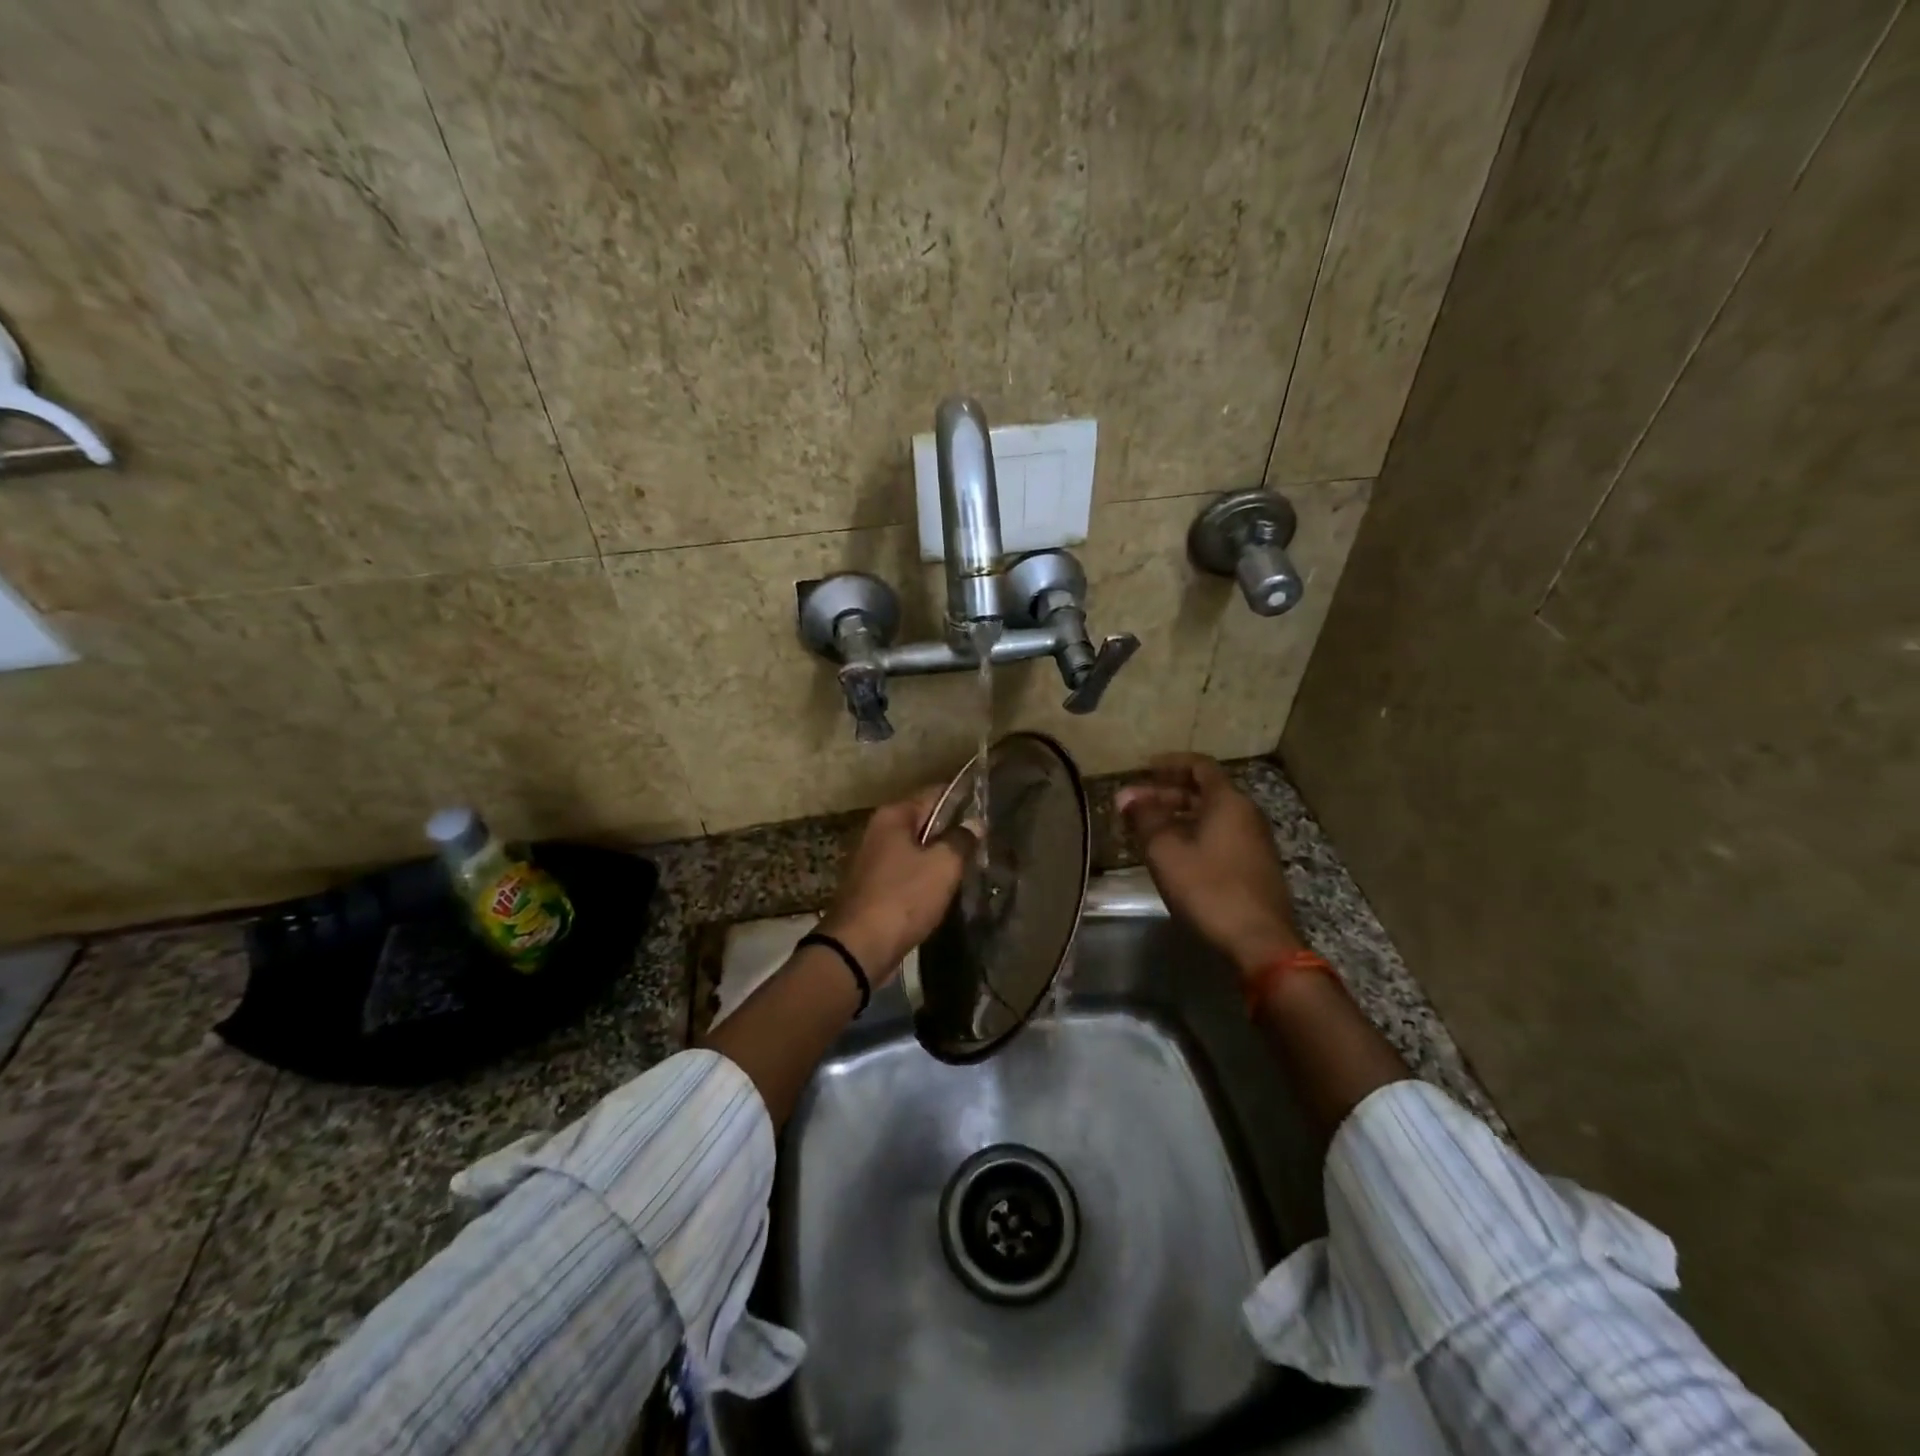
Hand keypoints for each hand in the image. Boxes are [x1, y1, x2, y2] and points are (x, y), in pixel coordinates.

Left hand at [816, 784, 967, 983]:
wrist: (858, 948)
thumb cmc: (903, 898)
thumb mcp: (943, 865)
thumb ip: (961, 839)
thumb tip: (974, 823)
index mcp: (893, 816)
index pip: (935, 794)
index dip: (963, 800)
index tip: (988, 811)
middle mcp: (878, 831)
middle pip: (924, 822)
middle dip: (952, 832)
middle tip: (984, 844)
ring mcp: (872, 861)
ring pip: (915, 850)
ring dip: (938, 858)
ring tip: (970, 868)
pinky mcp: (872, 888)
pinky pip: (905, 874)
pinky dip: (924, 879)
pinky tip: (943, 891)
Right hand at [1116, 754, 1302, 979]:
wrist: (1259, 941)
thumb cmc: (1209, 888)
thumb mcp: (1166, 851)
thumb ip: (1144, 817)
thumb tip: (1126, 795)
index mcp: (1228, 801)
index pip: (1199, 766)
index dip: (1169, 764)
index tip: (1143, 768)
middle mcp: (1246, 813)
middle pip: (1204, 791)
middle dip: (1166, 793)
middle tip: (1133, 804)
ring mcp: (1254, 841)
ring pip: (1211, 815)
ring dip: (1177, 815)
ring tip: (1145, 828)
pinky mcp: (1254, 865)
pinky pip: (1219, 835)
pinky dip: (1193, 833)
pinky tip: (1171, 852)